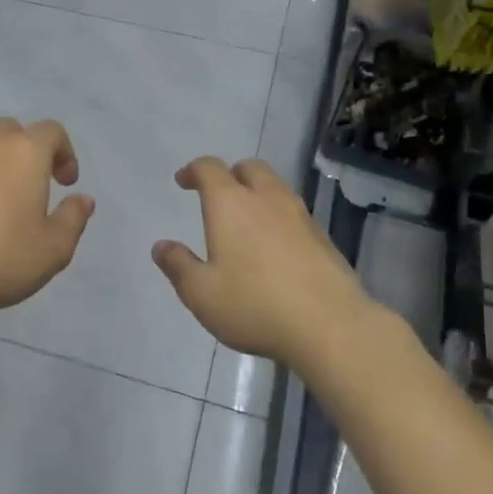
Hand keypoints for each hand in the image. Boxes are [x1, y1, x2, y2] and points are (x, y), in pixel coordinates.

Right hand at [153, 157, 379, 367]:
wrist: (331, 325)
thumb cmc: (255, 305)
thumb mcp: (202, 294)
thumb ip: (179, 266)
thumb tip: (162, 246)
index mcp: (231, 204)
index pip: (209, 169)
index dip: (194, 171)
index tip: (183, 181)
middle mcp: (266, 199)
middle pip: (249, 168)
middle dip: (230, 175)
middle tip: (218, 196)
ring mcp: (300, 215)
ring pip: (276, 187)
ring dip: (258, 193)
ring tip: (247, 221)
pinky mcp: (322, 237)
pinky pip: (294, 213)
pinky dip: (278, 217)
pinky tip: (275, 247)